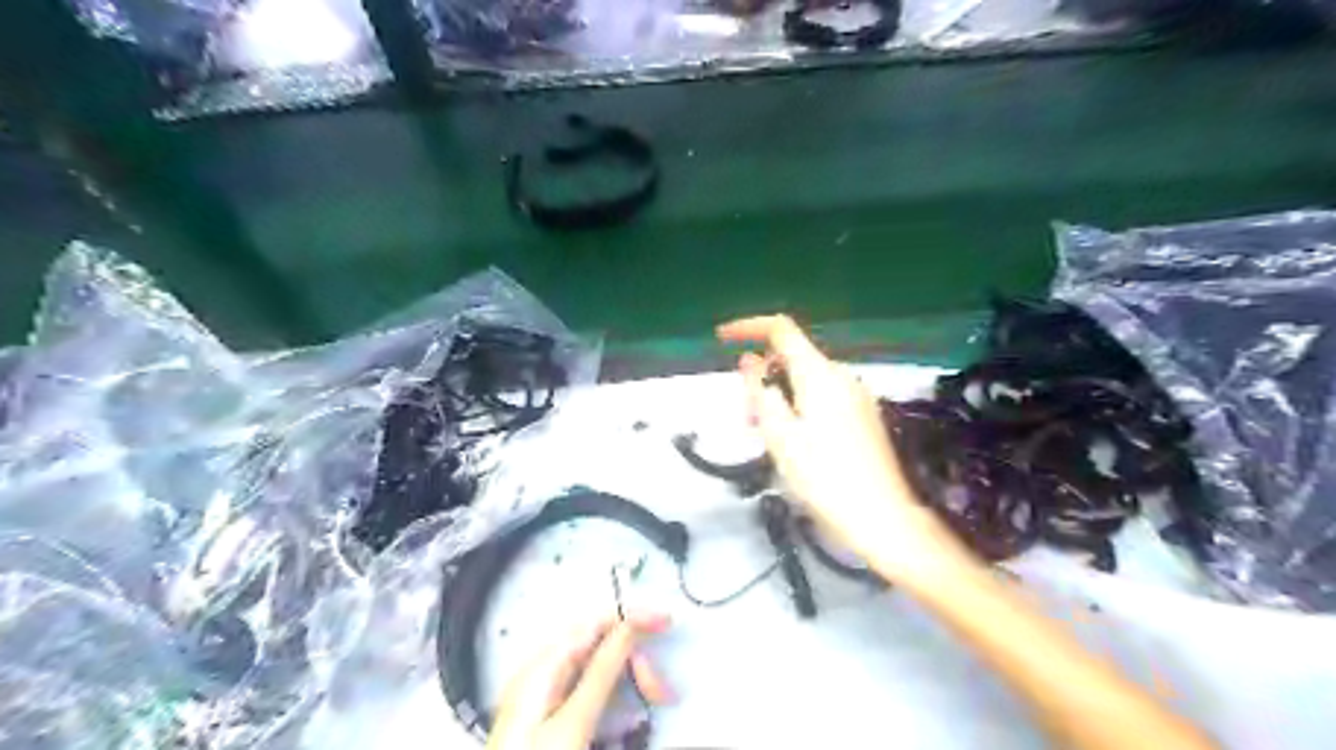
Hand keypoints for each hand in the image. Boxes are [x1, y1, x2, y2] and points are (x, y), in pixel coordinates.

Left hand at [490, 616, 673, 749]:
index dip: (632, 619)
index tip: (663, 622)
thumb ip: (600, 672)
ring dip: (628, 679)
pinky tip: (626, 714)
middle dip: (634, 660)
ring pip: (596, 670)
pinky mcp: (549, 722)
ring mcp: (543, 699)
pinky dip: (613, 696)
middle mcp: (539, 676)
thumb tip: (627, 629)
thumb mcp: (574, 722)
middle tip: (659, 690)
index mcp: (542, 667)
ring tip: (650, 701)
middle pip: (597, 646)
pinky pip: (588, 692)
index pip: (594, 623)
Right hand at [721, 314, 971, 587]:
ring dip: (778, 396)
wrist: (881, 518)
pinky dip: (798, 407)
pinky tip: (792, 442)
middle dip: (762, 377)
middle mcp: (841, 376)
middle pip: (792, 358)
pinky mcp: (863, 416)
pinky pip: (822, 397)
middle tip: (744, 417)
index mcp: (819, 374)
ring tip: (764, 436)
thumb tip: (750, 360)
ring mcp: (856, 396)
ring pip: (805, 381)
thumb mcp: (779, 435)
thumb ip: (761, 391)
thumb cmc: (823, 477)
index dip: (749, 327)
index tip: (721, 338)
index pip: (781, 329)